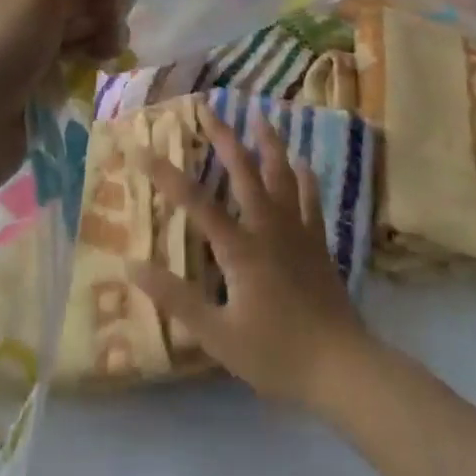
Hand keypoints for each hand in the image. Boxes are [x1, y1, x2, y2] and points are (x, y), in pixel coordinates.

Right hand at [130, 106, 373, 411]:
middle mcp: (269, 228)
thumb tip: (132, 266)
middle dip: (223, 137)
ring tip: (260, 117)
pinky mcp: (318, 243)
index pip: (195, 202)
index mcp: (240, 248)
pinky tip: (303, 164)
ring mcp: (298, 232)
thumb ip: (175, 299)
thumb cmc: (275, 354)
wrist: (342, 368)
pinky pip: (311, 199)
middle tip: (208, 108)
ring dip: (269, 144)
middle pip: (244, 172)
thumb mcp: (217, 335)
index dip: (165, 173)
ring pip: (282, 175)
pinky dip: (304, 178)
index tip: (141, 147)